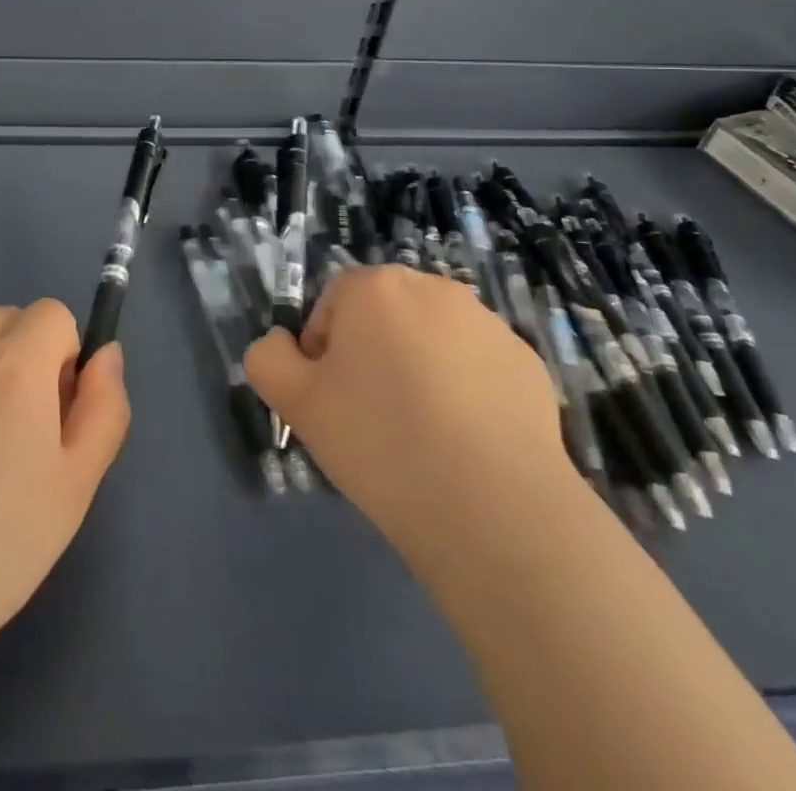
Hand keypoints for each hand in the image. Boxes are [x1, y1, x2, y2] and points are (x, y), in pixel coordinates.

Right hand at [244, 266, 564, 561]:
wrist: (495, 509)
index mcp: (374, 287)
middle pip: (384, 315)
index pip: (332, 304)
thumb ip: (268, 359)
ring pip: (431, 338)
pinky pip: (477, 366)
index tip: (334, 401)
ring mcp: (486, 322)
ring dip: (420, 368)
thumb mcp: (296, 404)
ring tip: (424, 434)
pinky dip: (466, 391)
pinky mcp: (527, 361)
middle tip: (373, 416)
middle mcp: (432, 287)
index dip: (324, 352)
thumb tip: (280, 344)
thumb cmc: (381, 443)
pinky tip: (466, 442)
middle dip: (373, 353)